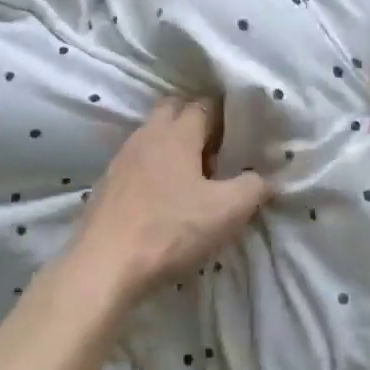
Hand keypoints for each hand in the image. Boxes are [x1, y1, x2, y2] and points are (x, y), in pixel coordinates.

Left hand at [73, 99, 271, 304]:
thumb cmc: (170, 230)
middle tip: (216, 151)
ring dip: (172, 145)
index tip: (239, 135)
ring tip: (191, 177)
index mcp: (177, 133)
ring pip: (152, 135)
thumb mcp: (227, 212)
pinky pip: (136, 161)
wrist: (104, 265)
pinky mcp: (107, 183)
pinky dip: (153, 168)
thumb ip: (253, 188)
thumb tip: (265, 178)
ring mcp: (122, 158)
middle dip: (195, 121)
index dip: (224, 115)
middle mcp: (147, 135)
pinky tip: (162, 197)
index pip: (203, 105)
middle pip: (173, 109)